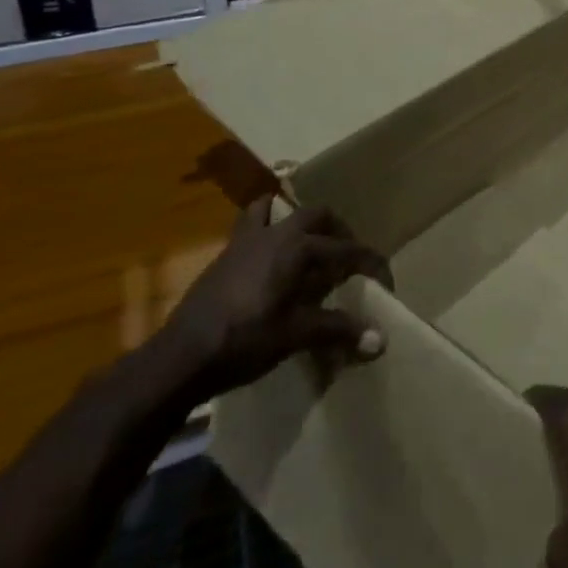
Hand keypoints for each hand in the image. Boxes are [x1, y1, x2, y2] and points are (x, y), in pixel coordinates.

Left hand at [162, 204, 391, 398]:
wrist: (181, 356)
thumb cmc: (245, 340)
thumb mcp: (297, 335)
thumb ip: (339, 330)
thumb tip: (381, 340)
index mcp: (298, 247)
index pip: (347, 249)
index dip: (371, 264)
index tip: (386, 282)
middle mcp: (276, 233)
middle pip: (317, 216)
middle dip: (338, 231)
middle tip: (347, 257)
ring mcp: (246, 240)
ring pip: (278, 211)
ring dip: (297, 222)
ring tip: (308, 245)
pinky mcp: (226, 255)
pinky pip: (251, 225)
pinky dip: (266, 229)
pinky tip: (269, 258)